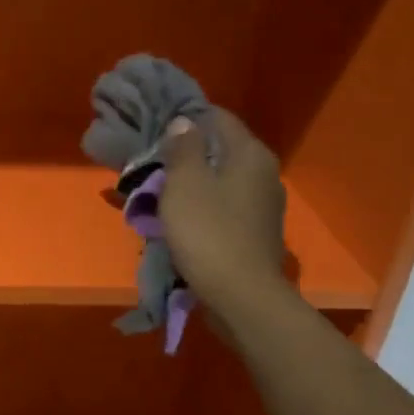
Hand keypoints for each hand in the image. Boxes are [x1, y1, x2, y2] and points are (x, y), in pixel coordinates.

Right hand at [158, 110, 287, 311]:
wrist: (242, 298)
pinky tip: (179, 219)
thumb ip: (183, 148)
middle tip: (150, 163)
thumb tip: (184, 122)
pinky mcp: (256, 232)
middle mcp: (264, 173)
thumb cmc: (209, 233)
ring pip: (219, 180)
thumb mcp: (185, 183)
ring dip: (191, 183)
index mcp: (250, 153)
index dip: (184, 119)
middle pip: (219, 149)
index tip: (153, 129)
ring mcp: (263, 205)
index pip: (217, 117)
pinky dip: (201, 207)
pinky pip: (223, 207)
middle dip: (184, 154)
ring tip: (158, 193)